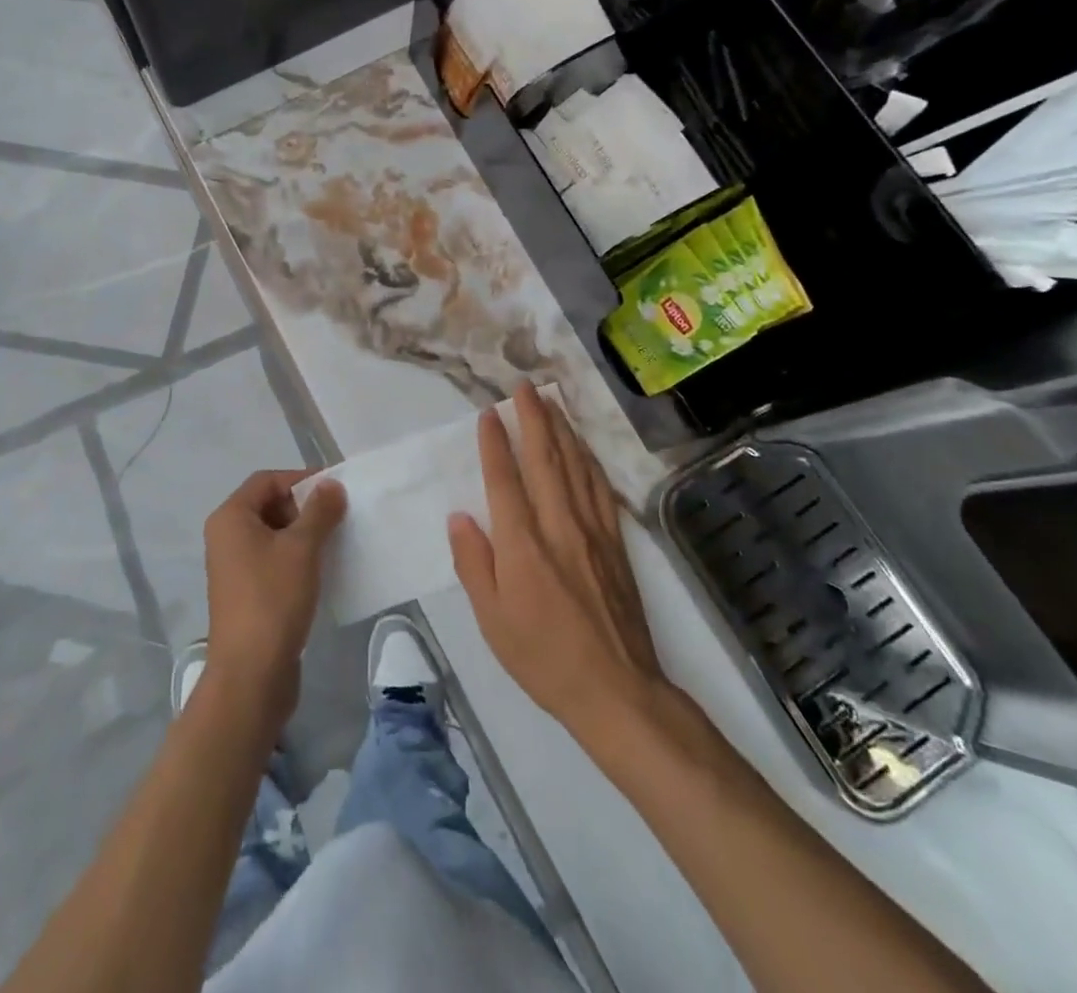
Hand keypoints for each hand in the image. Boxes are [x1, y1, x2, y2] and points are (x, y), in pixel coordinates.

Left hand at [201, 470, 346, 737]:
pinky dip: (296, 558)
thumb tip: (331, 485)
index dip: (301, 479)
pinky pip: (273, 561)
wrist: (251, 674)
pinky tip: (322, 570)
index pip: (267, 480)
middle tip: (337, 518)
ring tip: (335, 543)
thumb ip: (319, 511)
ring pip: (273, 535)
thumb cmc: (273, 599)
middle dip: (304, 507)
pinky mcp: (246, 593)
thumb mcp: (302, 548)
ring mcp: (234, 567)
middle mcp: (226, 537)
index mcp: (231, 518)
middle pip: (268, 505)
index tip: (335, 490)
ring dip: (303, 534)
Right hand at [448, 382, 672, 741]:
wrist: (616, 690)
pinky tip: (584, 448)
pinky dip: (590, 461)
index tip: (489, 412)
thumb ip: (474, 563)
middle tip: (524, 386)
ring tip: (552, 402)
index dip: (495, 443)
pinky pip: (601, 490)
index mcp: (523, 545)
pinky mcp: (616, 543)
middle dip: (534, 418)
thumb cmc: (543, 657)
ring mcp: (593, 531)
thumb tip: (460, 517)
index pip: (505, 480)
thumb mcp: (492, 620)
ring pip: (576, 467)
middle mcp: (559, 526)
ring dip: (562, 430)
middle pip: (545, 460)